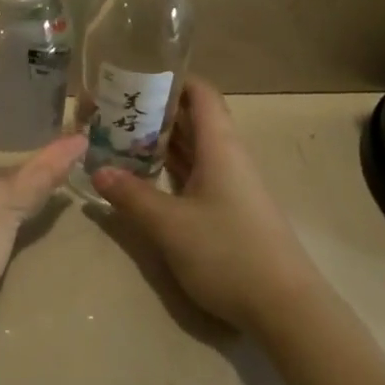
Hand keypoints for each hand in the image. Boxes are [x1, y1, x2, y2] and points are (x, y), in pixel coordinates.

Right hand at [93, 78, 323, 333]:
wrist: (286, 308)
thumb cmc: (228, 252)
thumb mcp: (171, 225)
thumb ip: (132, 196)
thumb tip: (98, 171)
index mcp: (219, 145)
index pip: (200, 93)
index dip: (171, 79)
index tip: (134, 76)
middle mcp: (227, 156)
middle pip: (192, 118)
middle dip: (155, 111)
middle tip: (113, 109)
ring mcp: (231, 184)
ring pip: (193, 148)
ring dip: (160, 141)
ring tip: (119, 137)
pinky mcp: (230, 210)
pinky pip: (195, 174)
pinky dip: (170, 168)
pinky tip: (144, 176)